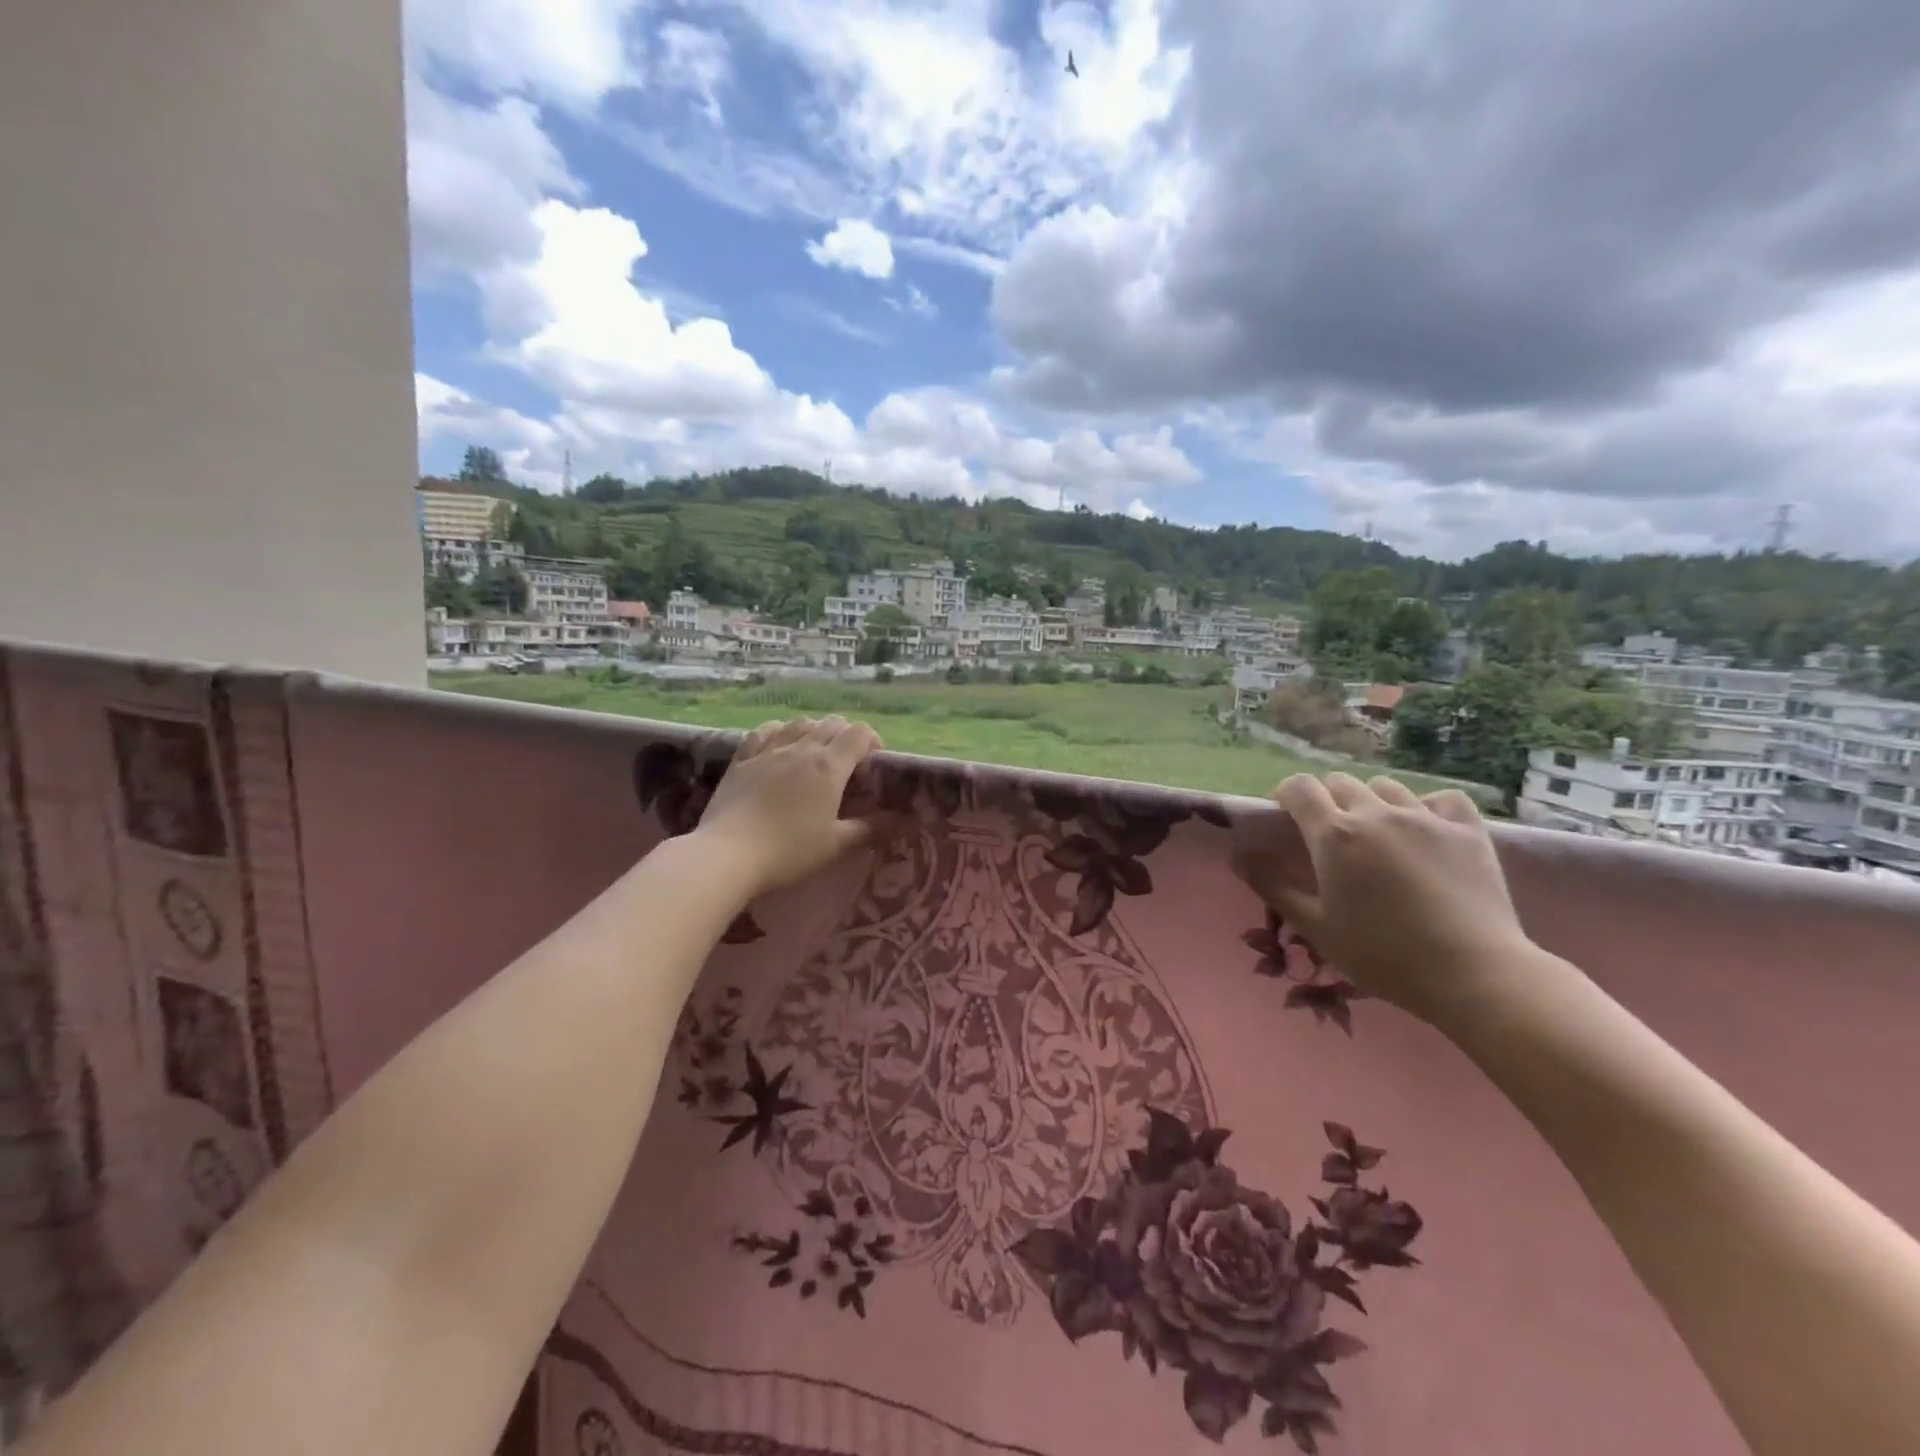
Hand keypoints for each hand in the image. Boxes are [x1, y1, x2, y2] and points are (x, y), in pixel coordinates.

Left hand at [695, 716, 884, 899]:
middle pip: (831, 723)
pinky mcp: (742, 759)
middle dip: (846, 735)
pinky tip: (778, 744)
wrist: (727, 855)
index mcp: (829, 766)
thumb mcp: (837, 844)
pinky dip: (778, 732)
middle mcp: (801, 748)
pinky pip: (764, 732)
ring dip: (813, 730)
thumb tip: (910, 820)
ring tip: (815, 752)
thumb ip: (874, 828)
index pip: (859, 733)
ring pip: (798, 723)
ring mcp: (768, 751)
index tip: (874, 763)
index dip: (872, 741)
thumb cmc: (789, 851)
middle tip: (848, 763)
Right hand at [1231, 773, 1533, 1026]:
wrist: (1473, 974)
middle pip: (1339, 782)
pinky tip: (1426, 829)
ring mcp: (1425, 817)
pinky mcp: (1467, 829)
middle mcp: (1376, 812)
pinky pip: (1441, 798)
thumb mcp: (1315, 926)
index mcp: (1334, 834)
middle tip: (1330, 835)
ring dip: (1372, 801)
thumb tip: (1238, 855)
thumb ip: (1273, 886)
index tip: (1286, 817)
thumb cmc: (1382, 954)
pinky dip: (1427, 806)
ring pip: (1386, 786)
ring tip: (1377, 833)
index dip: (1287, 796)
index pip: (1299, 788)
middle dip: (1327, 800)